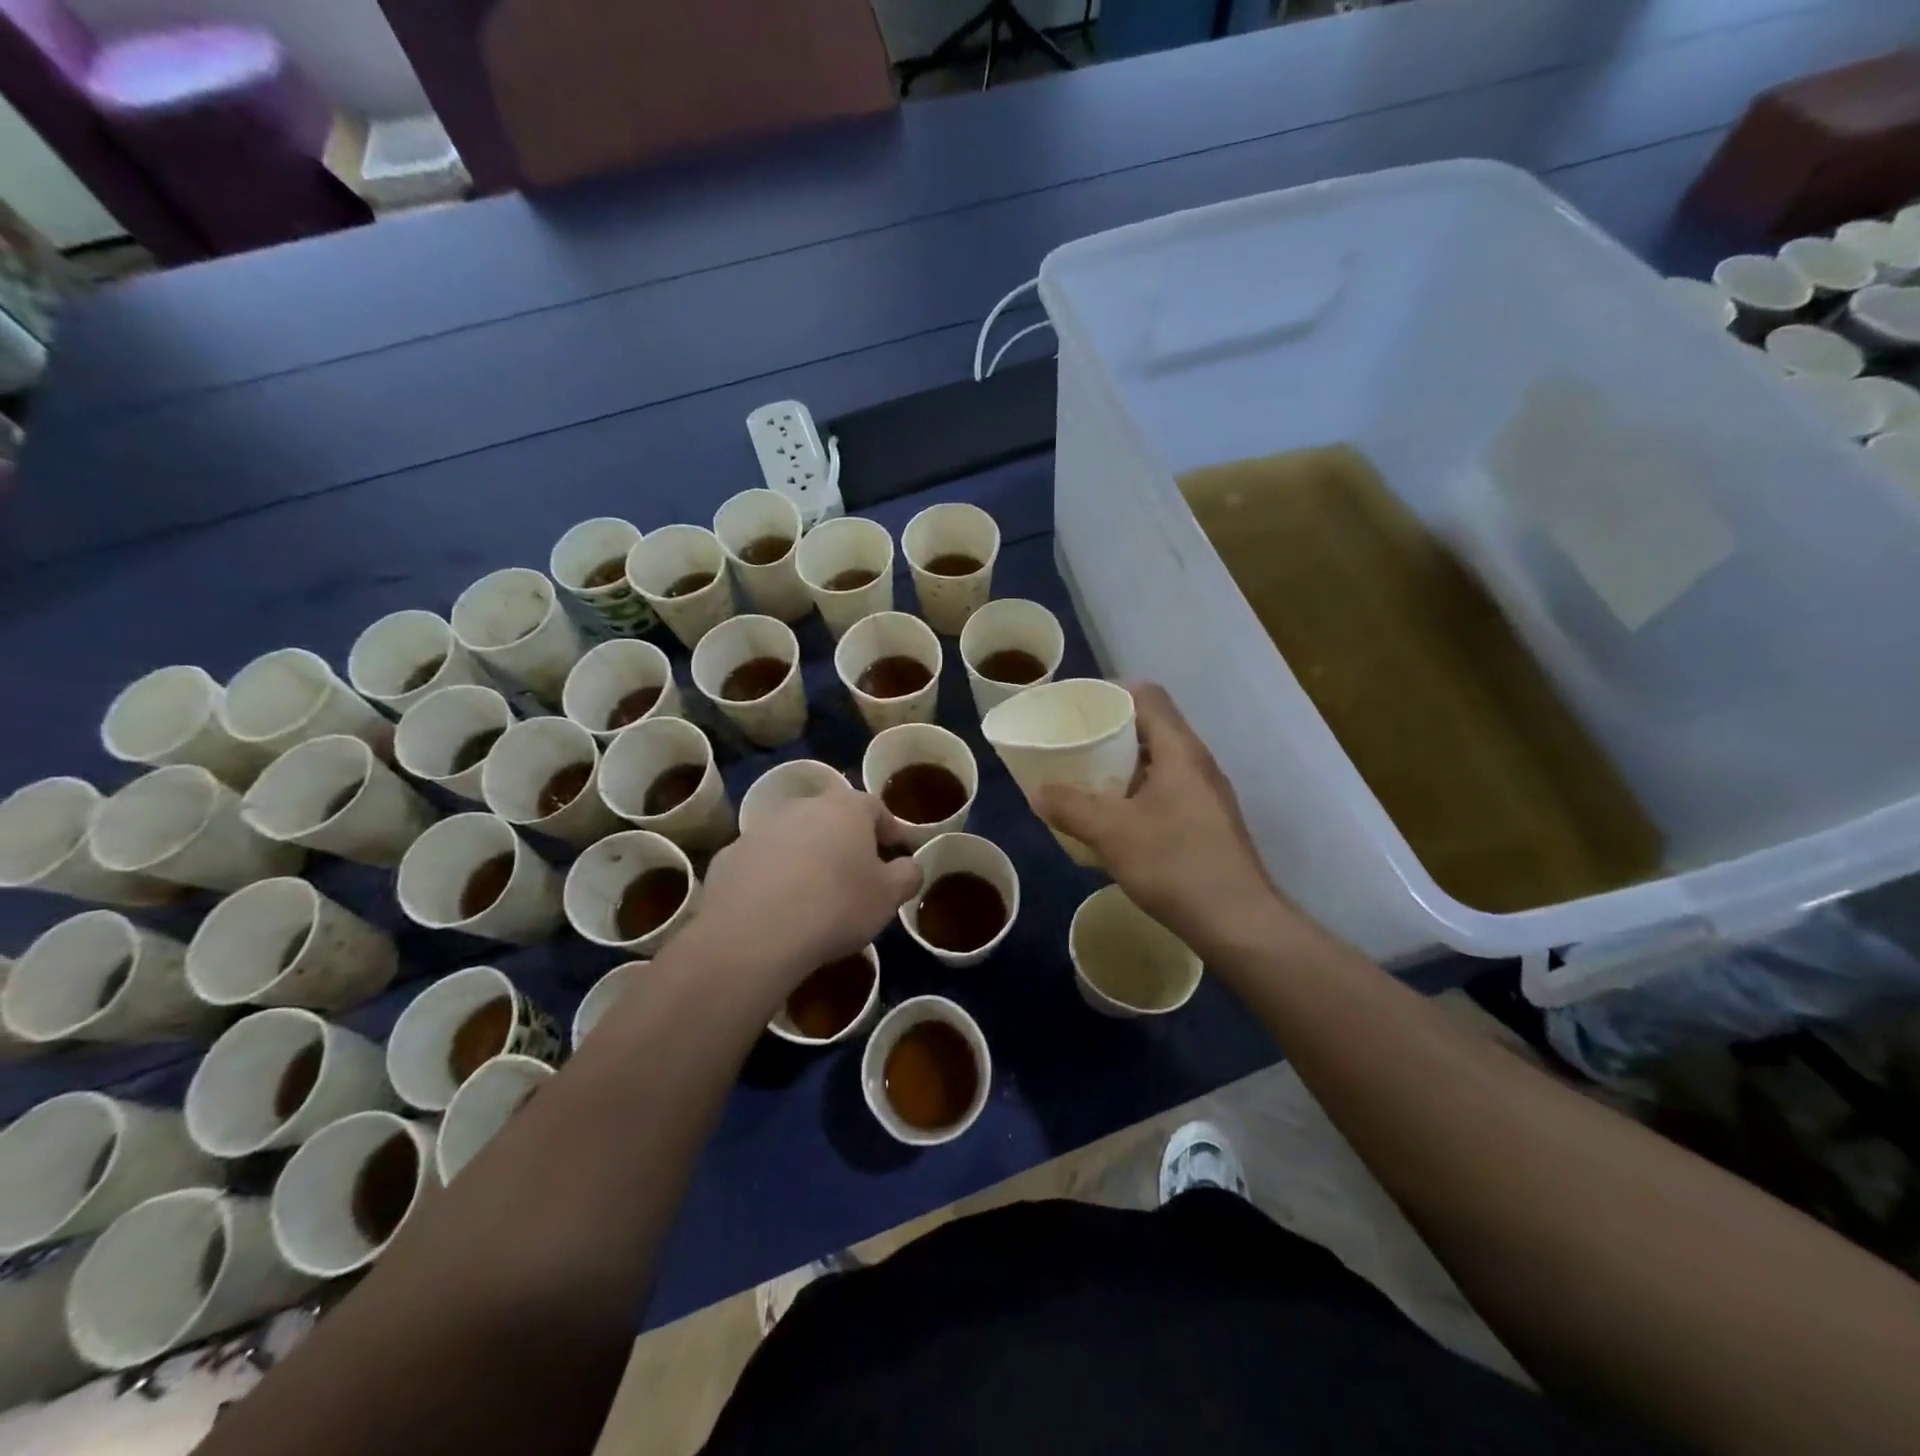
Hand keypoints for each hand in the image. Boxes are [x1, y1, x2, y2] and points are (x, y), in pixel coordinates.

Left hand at [682, 781, 921, 997]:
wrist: (755, 934)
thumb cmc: (836, 906)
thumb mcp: (889, 896)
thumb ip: (907, 875)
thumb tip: (910, 866)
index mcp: (846, 808)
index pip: (876, 807)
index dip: (890, 830)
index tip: (897, 854)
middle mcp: (802, 807)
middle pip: (831, 817)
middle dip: (845, 840)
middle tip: (856, 873)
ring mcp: (760, 829)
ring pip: (793, 837)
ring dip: (806, 856)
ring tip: (813, 894)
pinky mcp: (728, 856)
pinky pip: (761, 862)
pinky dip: (771, 877)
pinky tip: (776, 908)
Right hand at [1036, 683, 1295, 959]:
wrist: (1237, 922)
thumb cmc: (1174, 864)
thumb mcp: (1110, 833)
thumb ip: (1070, 807)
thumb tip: (1037, 792)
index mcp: (1180, 750)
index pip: (1147, 696)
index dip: (1110, 693)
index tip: (1076, 709)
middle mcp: (1198, 763)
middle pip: (1151, 727)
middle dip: (1109, 732)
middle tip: (1073, 746)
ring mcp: (1207, 794)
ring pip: (1159, 762)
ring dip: (1123, 766)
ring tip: (1087, 781)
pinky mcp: (1208, 823)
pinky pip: (1167, 790)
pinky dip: (1137, 793)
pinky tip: (1115, 820)